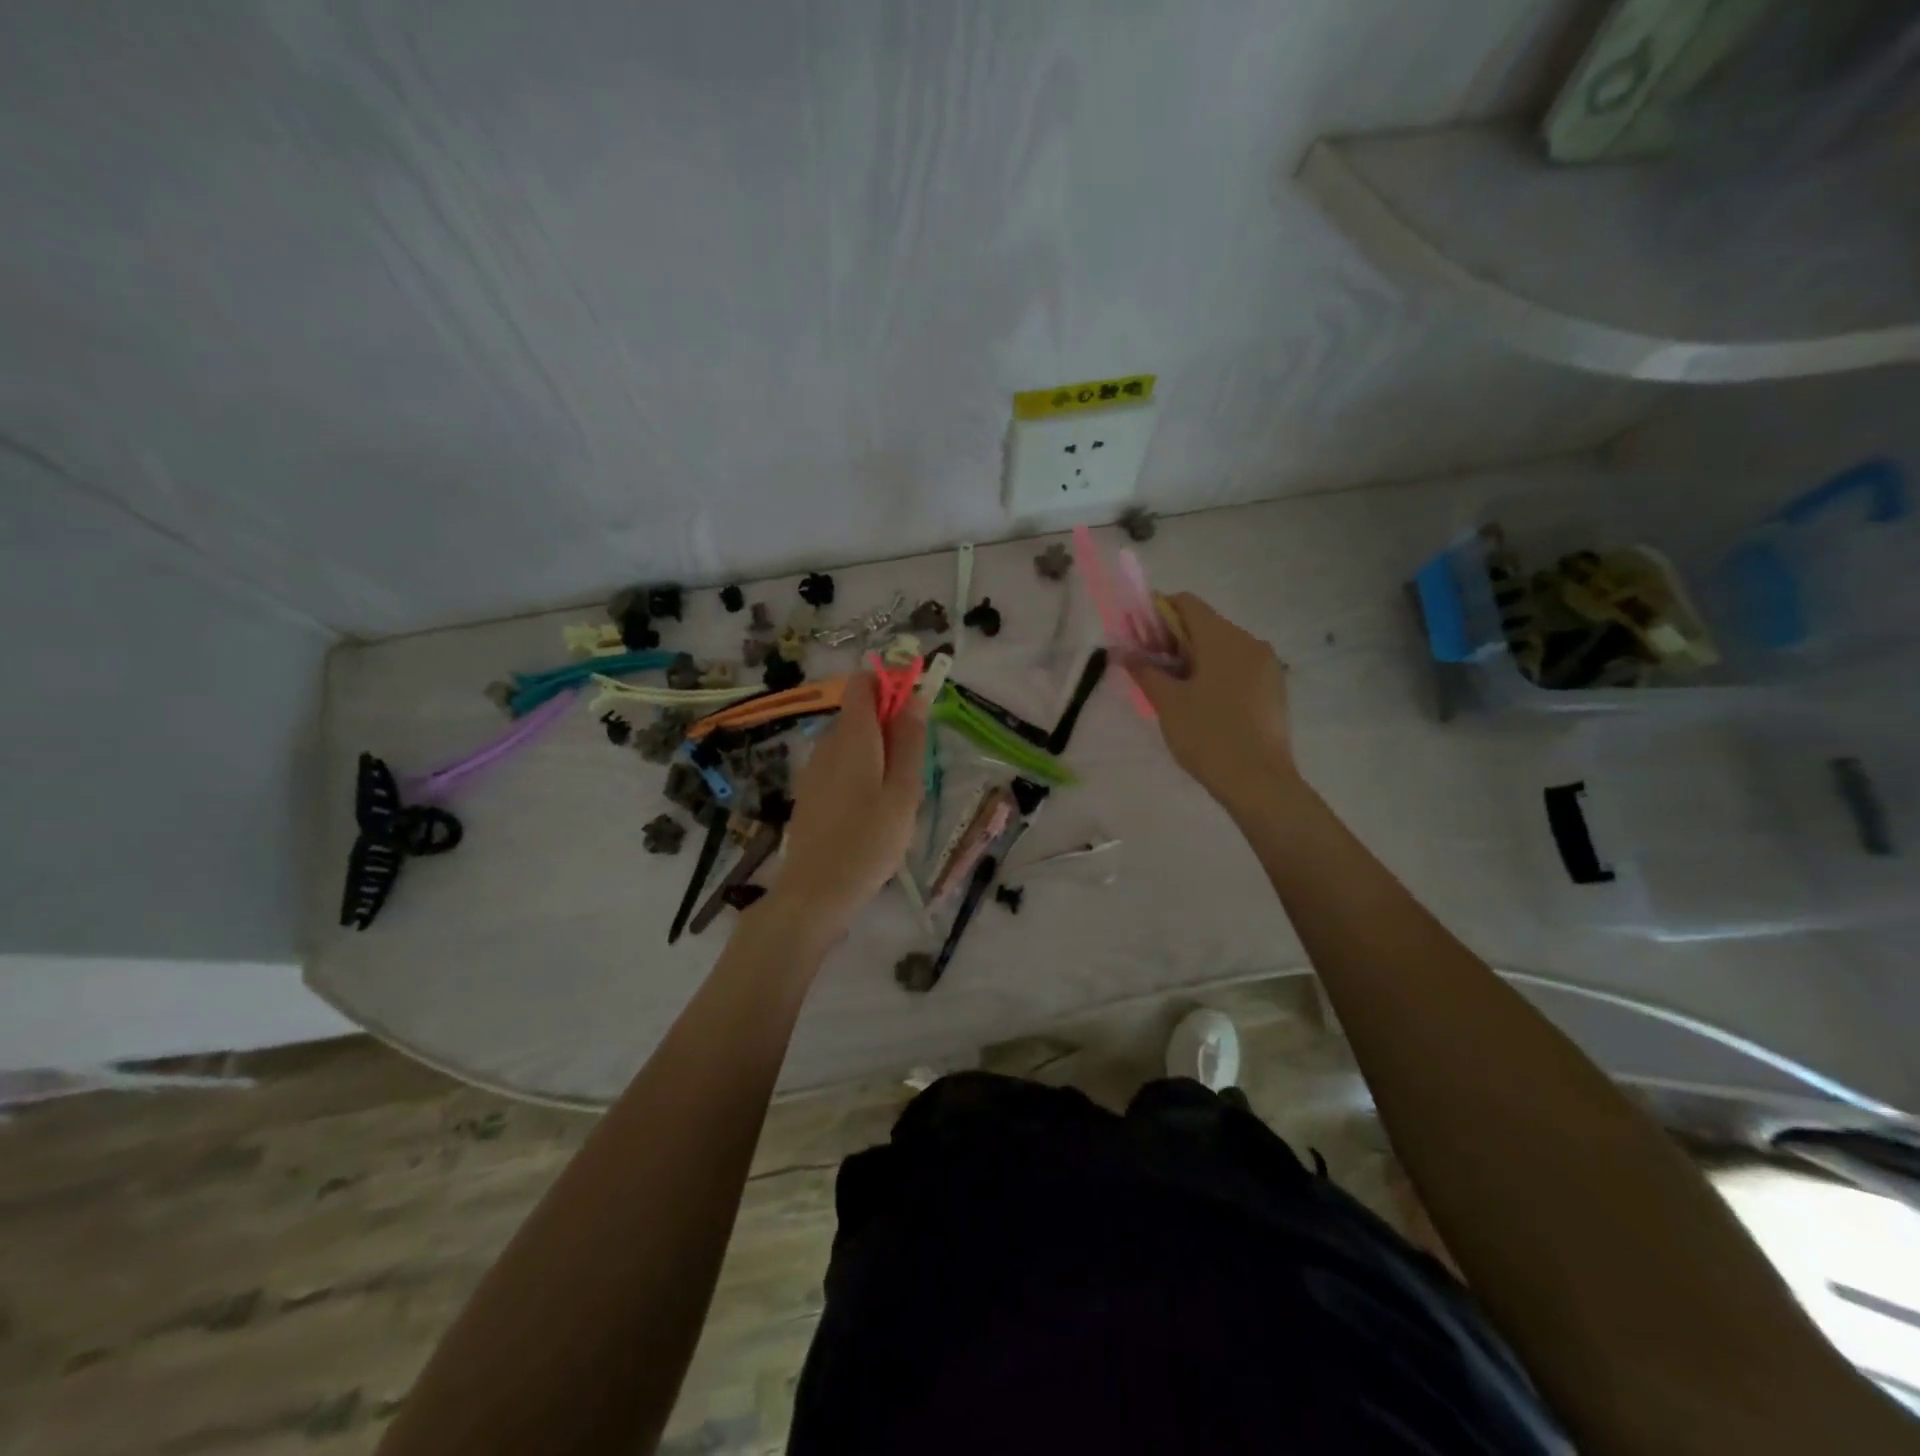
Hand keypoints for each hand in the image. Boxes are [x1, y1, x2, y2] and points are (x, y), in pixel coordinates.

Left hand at [765, 672, 927, 941]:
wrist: (815, 892)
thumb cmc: (869, 841)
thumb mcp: (904, 791)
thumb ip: (910, 741)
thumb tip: (914, 696)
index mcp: (853, 737)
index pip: (864, 683)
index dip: (890, 684)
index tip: (915, 710)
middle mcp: (827, 743)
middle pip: (859, 713)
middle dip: (890, 726)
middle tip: (913, 770)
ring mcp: (814, 768)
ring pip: (851, 742)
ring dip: (877, 753)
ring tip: (896, 798)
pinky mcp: (810, 791)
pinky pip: (839, 765)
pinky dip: (860, 773)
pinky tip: (871, 813)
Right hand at [1125, 592, 1294, 806]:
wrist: (1259, 781)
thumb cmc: (1207, 735)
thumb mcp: (1168, 702)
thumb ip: (1144, 670)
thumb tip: (1122, 651)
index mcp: (1222, 637)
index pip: (1186, 603)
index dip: (1157, 614)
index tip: (1140, 642)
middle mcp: (1249, 641)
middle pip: (1205, 625)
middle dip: (1174, 640)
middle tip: (1151, 671)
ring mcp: (1267, 665)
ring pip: (1223, 648)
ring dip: (1195, 659)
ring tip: (1176, 693)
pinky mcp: (1274, 688)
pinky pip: (1239, 667)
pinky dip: (1217, 674)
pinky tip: (1204, 705)